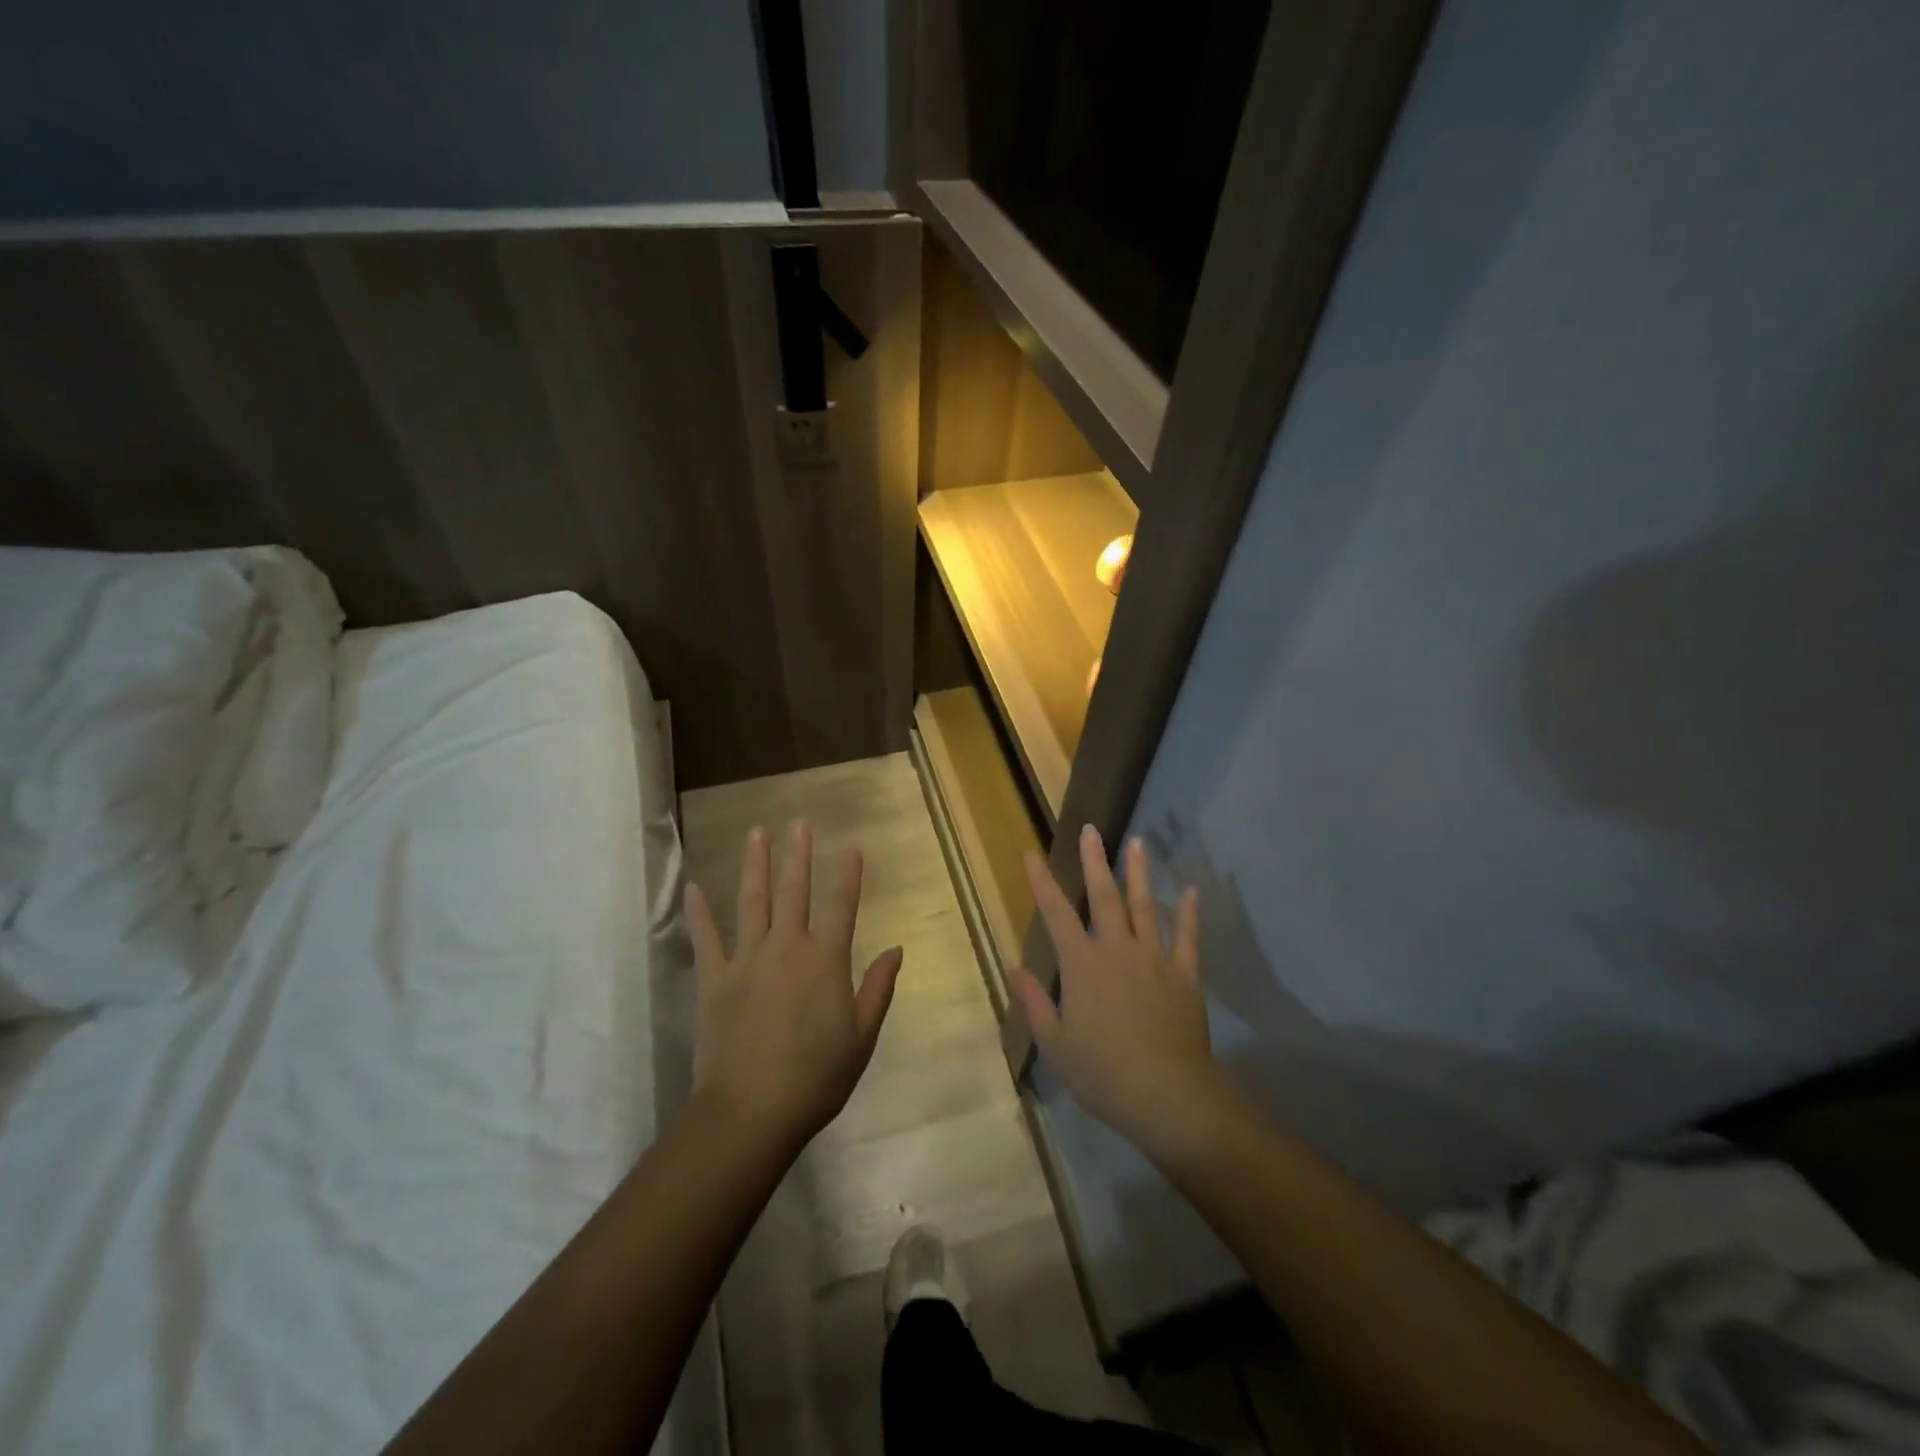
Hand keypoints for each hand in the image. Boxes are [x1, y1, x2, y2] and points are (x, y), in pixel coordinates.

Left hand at [686, 821, 903, 1153]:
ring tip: (756, 833)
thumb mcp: (861, 1038)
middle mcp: (787, 948)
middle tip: (798, 823)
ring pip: (752, 902)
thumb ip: (877, 989)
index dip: (847, 874)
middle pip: (794, 892)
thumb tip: (895, 950)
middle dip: (798, 855)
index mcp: (825, 961)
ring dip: (755, 866)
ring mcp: (746, 960)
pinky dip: (700, 912)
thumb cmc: (816, 1079)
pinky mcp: (714, 980)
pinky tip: (694, 887)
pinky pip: (707, 939)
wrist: (750, 1113)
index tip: (850, 847)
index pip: (841, 905)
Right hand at [1011, 828, 1234, 1163]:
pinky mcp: (1185, 976)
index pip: (1056, 914)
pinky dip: (1188, 914)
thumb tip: (1014, 967)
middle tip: (1090, 830)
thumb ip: (1034, 1002)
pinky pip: (1187, 938)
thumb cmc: (1103, 1073)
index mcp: (1082, 965)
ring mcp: (1155, 959)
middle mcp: (1117, 950)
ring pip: (1145, 907)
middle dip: (1094, 862)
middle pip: (1104, 897)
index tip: (1031, 854)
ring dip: (1139, 874)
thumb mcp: (1055, 1044)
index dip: (1042, 882)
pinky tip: (1191, 892)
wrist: (1168, 1096)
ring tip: (1137, 843)